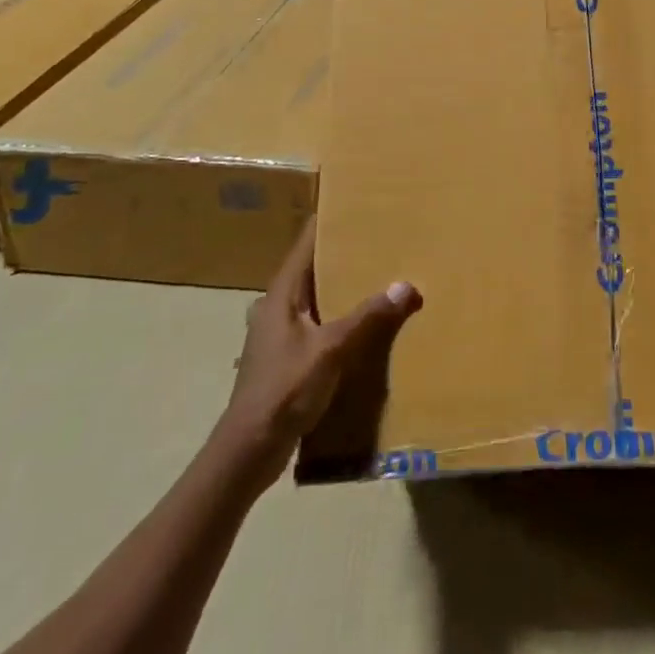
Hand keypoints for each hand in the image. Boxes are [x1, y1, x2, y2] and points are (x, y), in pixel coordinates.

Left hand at [224, 219, 420, 479]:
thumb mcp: (331, 350)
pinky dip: (338, 317)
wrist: (248, 451)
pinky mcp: (285, 358)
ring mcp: (278, 334)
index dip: (328, 221)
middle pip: (312, 268)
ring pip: (315, 298)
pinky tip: (363, 324)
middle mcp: (276, 306)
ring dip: (342, 288)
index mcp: (281, 293)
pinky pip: (317, 324)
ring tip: (378, 276)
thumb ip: (368, 318)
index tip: (356, 203)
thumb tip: (406, 285)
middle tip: (380, 238)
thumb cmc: (284, 390)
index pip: (306, 243)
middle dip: (343, 254)